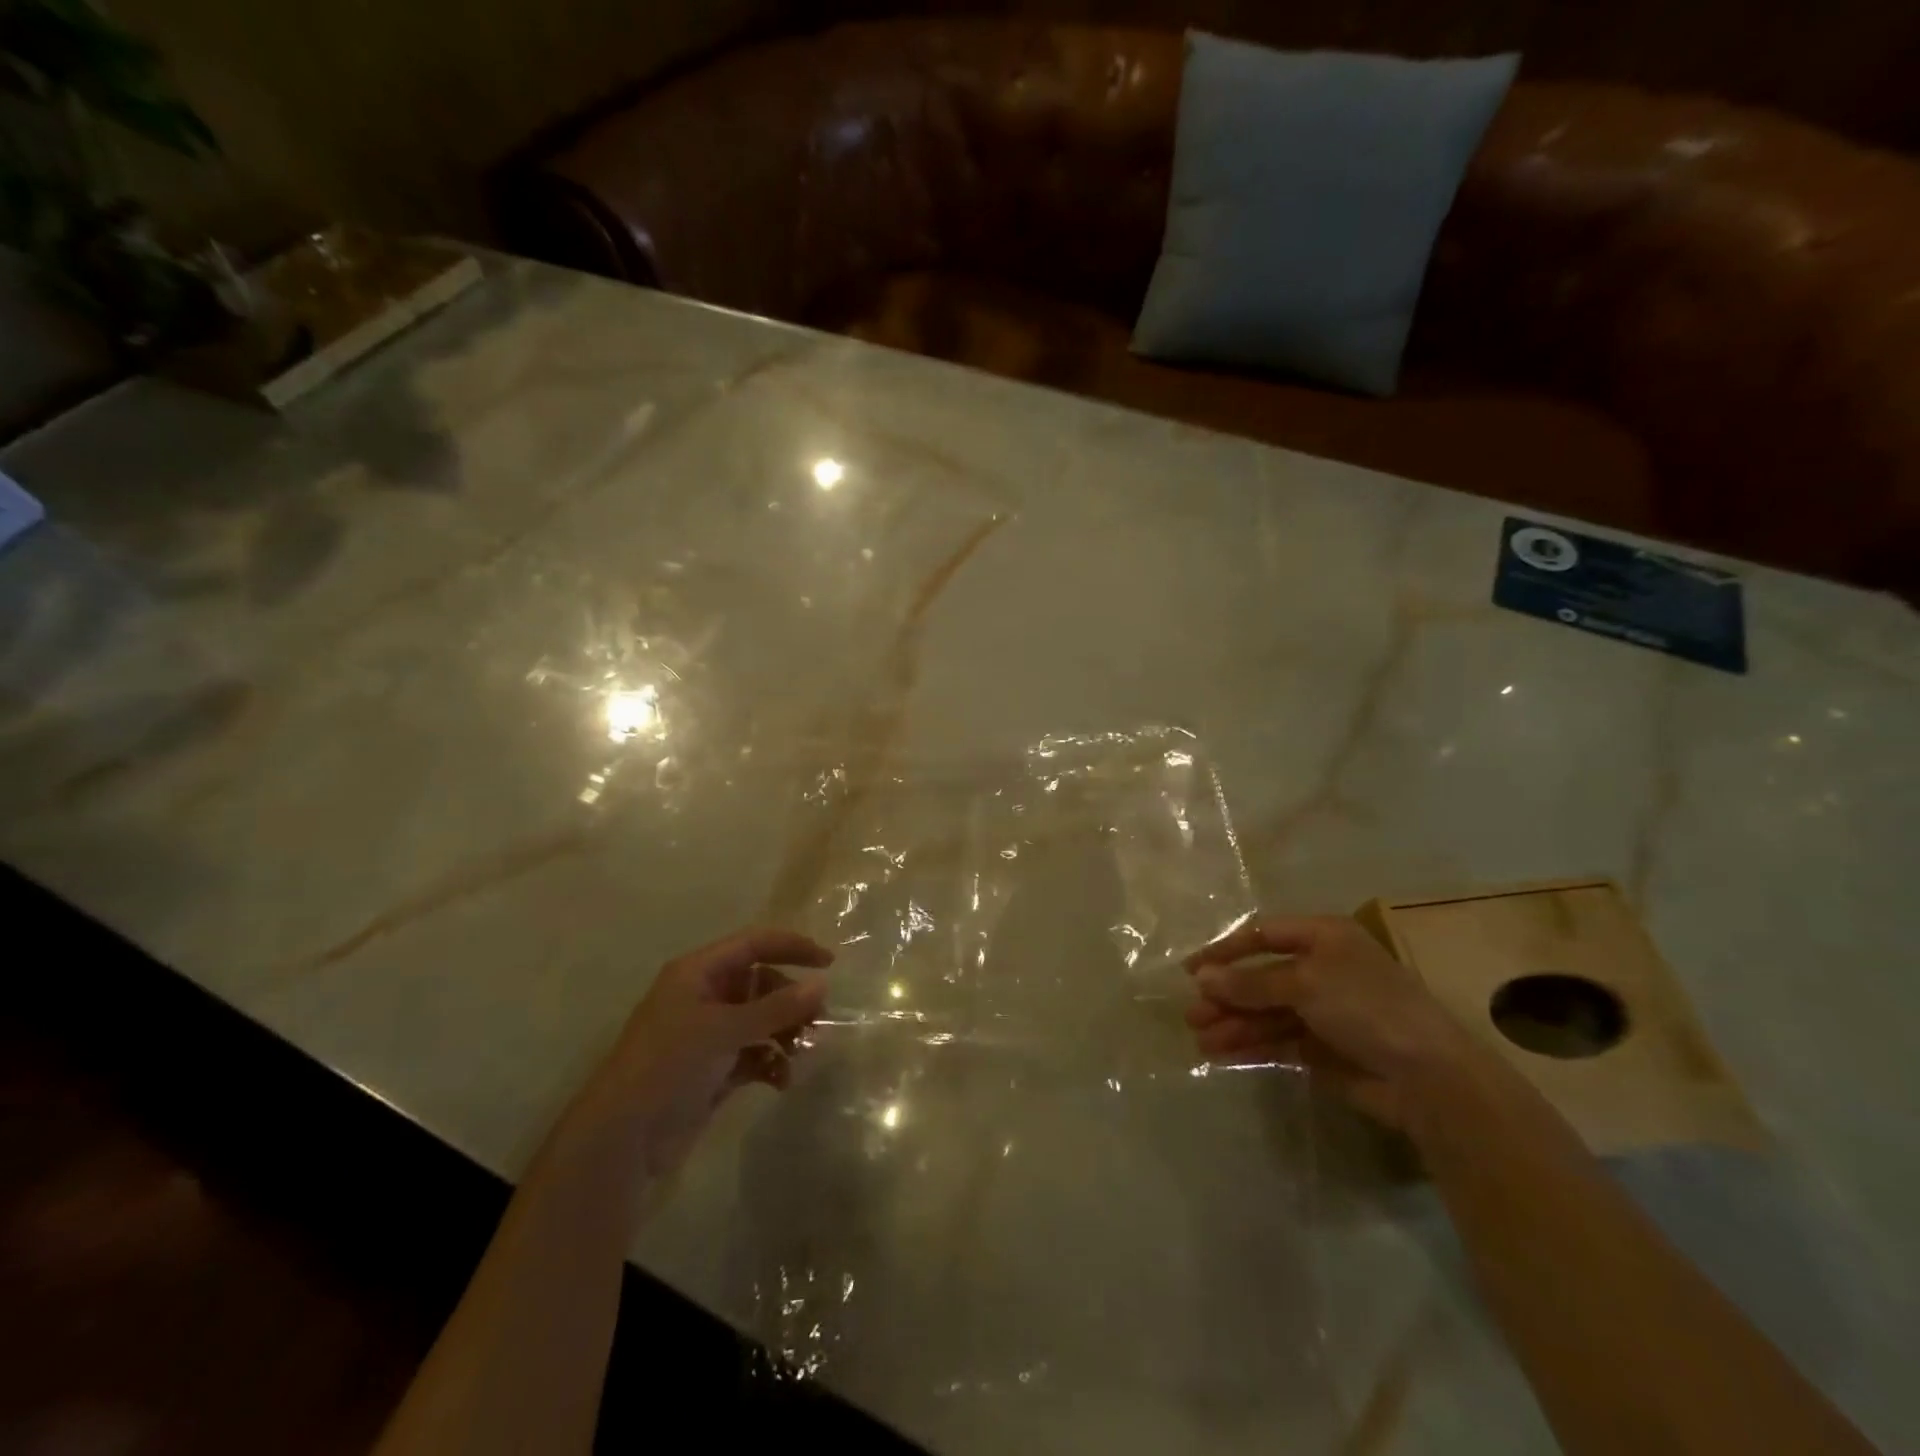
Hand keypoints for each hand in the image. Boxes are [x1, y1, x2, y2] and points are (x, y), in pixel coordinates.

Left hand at [570, 928, 832, 1175]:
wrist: (621, 1140)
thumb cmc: (669, 1066)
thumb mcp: (724, 1030)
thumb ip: (776, 1008)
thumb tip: (823, 985)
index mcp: (698, 973)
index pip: (754, 944)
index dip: (792, 947)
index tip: (829, 963)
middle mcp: (704, 996)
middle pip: (762, 983)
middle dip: (792, 1000)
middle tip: (819, 1021)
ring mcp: (709, 1034)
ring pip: (761, 1020)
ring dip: (785, 1034)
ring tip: (803, 1054)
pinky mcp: (713, 1069)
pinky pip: (754, 1053)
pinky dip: (772, 1062)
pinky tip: (782, 1081)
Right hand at [1184, 915, 1487, 1131]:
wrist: (1429, 1078)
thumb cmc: (1367, 1008)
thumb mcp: (1305, 984)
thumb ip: (1250, 982)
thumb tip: (1202, 978)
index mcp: (1323, 938)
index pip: (1263, 935)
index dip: (1226, 951)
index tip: (1192, 972)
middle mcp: (1322, 969)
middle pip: (1261, 977)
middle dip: (1227, 996)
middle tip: (1192, 1015)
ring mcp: (1323, 1011)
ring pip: (1266, 1012)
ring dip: (1233, 1024)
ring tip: (1201, 1040)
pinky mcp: (1323, 1050)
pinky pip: (1277, 1041)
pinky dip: (1251, 1046)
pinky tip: (1223, 1055)